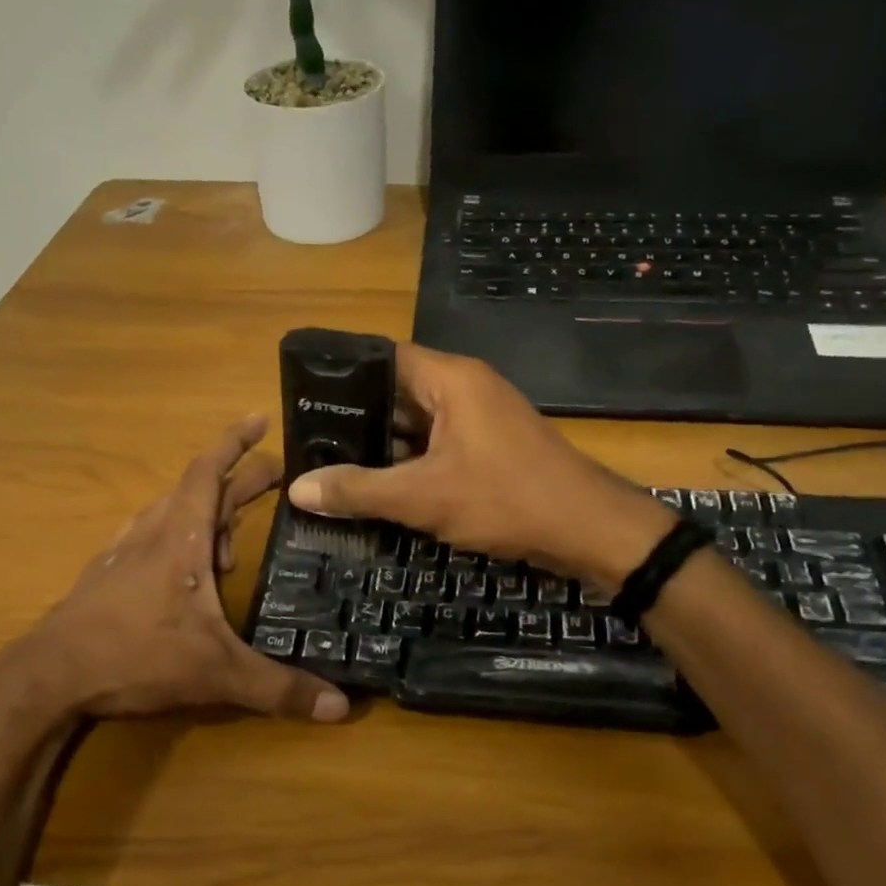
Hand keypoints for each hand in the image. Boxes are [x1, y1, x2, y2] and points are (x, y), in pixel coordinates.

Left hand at [0, 416, 348, 744]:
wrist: (48, 678)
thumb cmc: (136, 657)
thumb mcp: (217, 673)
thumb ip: (279, 688)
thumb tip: (341, 707)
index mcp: (180, 538)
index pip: (209, 471)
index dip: (235, 442)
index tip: (260, 419)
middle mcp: (152, 533)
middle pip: (199, 489)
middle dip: (239, 480)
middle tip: (276, 479)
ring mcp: (123, 553)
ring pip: (171, 512)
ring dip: (206, 513)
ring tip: (232, 540)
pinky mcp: (106, 575)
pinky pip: (150, 538)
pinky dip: (177, 538)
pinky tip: (182, 568)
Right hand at [286, 344, 672, 585]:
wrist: (588, 528)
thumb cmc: (505, 499)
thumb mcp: (423, 497)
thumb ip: (359, 489)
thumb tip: (298, 489)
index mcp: (451, 379)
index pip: (384, 358)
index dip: (343, 376)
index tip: (304, 398)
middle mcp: (466, 388)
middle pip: (398, 391)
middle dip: (357, 416)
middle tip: (309, 438)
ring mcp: (482, 418)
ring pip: (418, 422)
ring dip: (383, 443)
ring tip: (331, 461)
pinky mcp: (491, 446)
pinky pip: (439, 444)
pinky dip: (410, 461)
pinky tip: (379, 484)